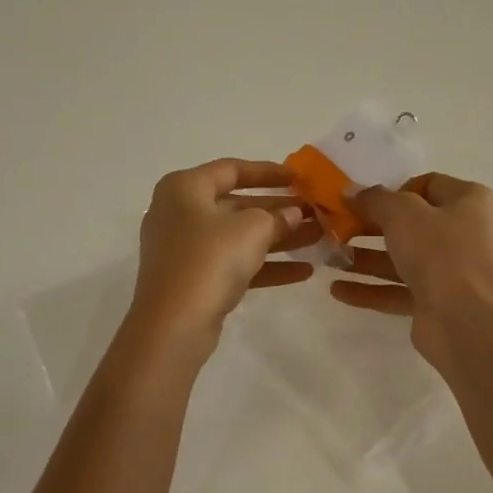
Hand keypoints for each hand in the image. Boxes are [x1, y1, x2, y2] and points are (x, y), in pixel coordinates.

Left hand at [130, 159, 321, 346]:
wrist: (173, 323)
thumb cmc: (210, 259)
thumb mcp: (251, 230)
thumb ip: (277, 217)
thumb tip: (294, 213)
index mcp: (184, 188)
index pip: (231, 169)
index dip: (267, 172)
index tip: (298, 177)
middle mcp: (179, 213)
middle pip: (236, 205)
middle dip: (278, 210)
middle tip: (314, 212)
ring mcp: (185, 249)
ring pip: (238, 237)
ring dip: (278, 238)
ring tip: (318, 238)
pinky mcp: (194, 280)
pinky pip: (234, 264)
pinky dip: (265, 266)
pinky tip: (304, 271)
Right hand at [331, 173, 492, 362]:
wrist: (466, 321)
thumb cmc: (440, 252)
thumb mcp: (402, 213)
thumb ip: (374, 199)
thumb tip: (351, 191)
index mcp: (468, 201)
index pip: (426, 185)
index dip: (392, 190)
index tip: (361, 200)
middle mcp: (463, 233)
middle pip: (410, 224)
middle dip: (370, 227)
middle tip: (335, 228)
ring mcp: (450, 271)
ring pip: (400, 259)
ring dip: (364, 259)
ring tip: (328, 258)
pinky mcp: (435, 302)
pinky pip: (397, 290)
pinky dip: (369, 289)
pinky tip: (336, 290)